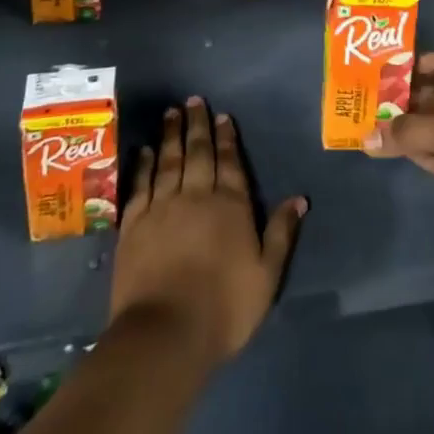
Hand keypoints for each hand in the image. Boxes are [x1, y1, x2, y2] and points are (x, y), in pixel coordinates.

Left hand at [111, 98, 305, 369]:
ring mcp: (162, 208)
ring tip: (171, 112)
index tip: (222, 115)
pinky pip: (140, 185)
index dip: (227, 138)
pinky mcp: (134, 225)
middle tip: (193, 99)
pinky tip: (146, 150)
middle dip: (197, 125)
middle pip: (198, 153)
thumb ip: (281, 233)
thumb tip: (300, 198)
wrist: (165, 334)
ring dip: (171, 135)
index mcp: (230, 206)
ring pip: (168, 161)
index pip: (230, 162)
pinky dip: (144, 165)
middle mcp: (196, 196)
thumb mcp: (266, 275)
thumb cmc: (224, 308)